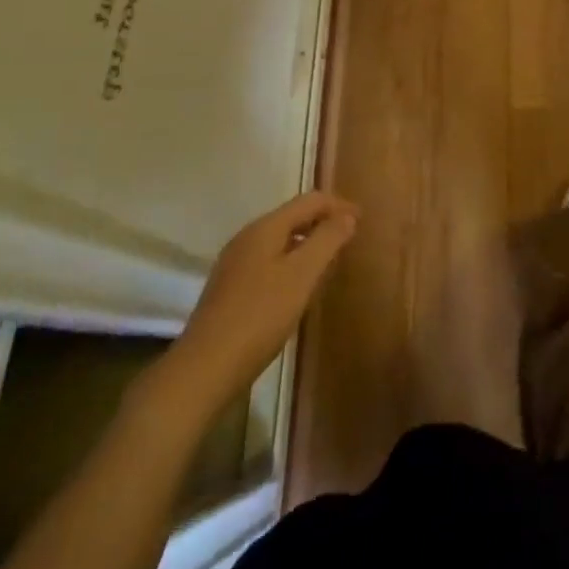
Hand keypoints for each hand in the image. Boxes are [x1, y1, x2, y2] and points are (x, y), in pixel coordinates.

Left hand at [167, 192, 358, 400]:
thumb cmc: (260, 316)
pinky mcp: (230, 288)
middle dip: (323, 221)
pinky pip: (269, 261)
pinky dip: (292, 261)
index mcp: (265, 228)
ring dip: (308, 242)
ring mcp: (235, 263)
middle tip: (350, 238)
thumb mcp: (302, 275)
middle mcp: (247, 238)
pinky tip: (299, 286)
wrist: (205, 368)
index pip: (309, 200)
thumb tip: (347, 215)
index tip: (363, 220)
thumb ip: (327, 240)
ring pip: (280, 240)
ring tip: (330, 260)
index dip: (338, 205)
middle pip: (292, 216)